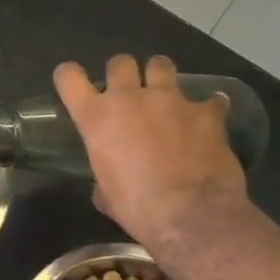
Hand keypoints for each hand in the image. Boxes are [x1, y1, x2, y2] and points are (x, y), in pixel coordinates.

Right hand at [53, 55, 246, 252]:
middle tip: (130, 93)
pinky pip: (210, 101)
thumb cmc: (139, 208)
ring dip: (161, 77)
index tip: (76, 85)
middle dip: (124, 74)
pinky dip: (209, 108)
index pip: (69, 77)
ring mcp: (170, 100)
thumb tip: (107, 185)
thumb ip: (104, 178)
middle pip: (119, 62)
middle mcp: (129, 98)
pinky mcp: (205, 112)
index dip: (70, 77)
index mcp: (96, 117)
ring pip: (161, 64)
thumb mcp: (107, 195)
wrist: (193, 216)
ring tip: (167, 95)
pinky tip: (210, 119)